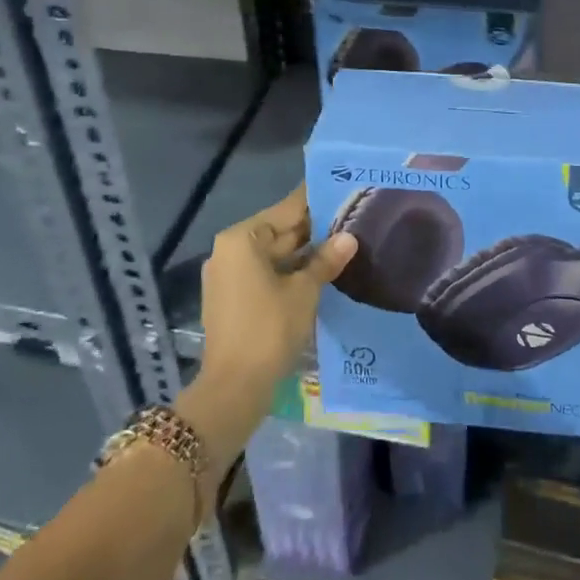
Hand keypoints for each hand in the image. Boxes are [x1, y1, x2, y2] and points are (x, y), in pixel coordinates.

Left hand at [200, 186, 357, 391]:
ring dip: (303, 254)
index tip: (342, 191)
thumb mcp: (304, 291)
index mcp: (242, 239)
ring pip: (273, 255)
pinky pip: (264, 274)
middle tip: (352, 220)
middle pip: (278, 231)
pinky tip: (319, 273)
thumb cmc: (269, 329)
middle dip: (313, 230)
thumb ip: (325, 260)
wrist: (234, 388)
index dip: (316, 202)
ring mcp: (227, 276)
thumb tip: (349, 237)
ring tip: (343, 245)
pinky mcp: (231, 298)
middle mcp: (229, 250)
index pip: (286, 209)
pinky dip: (289, 272)